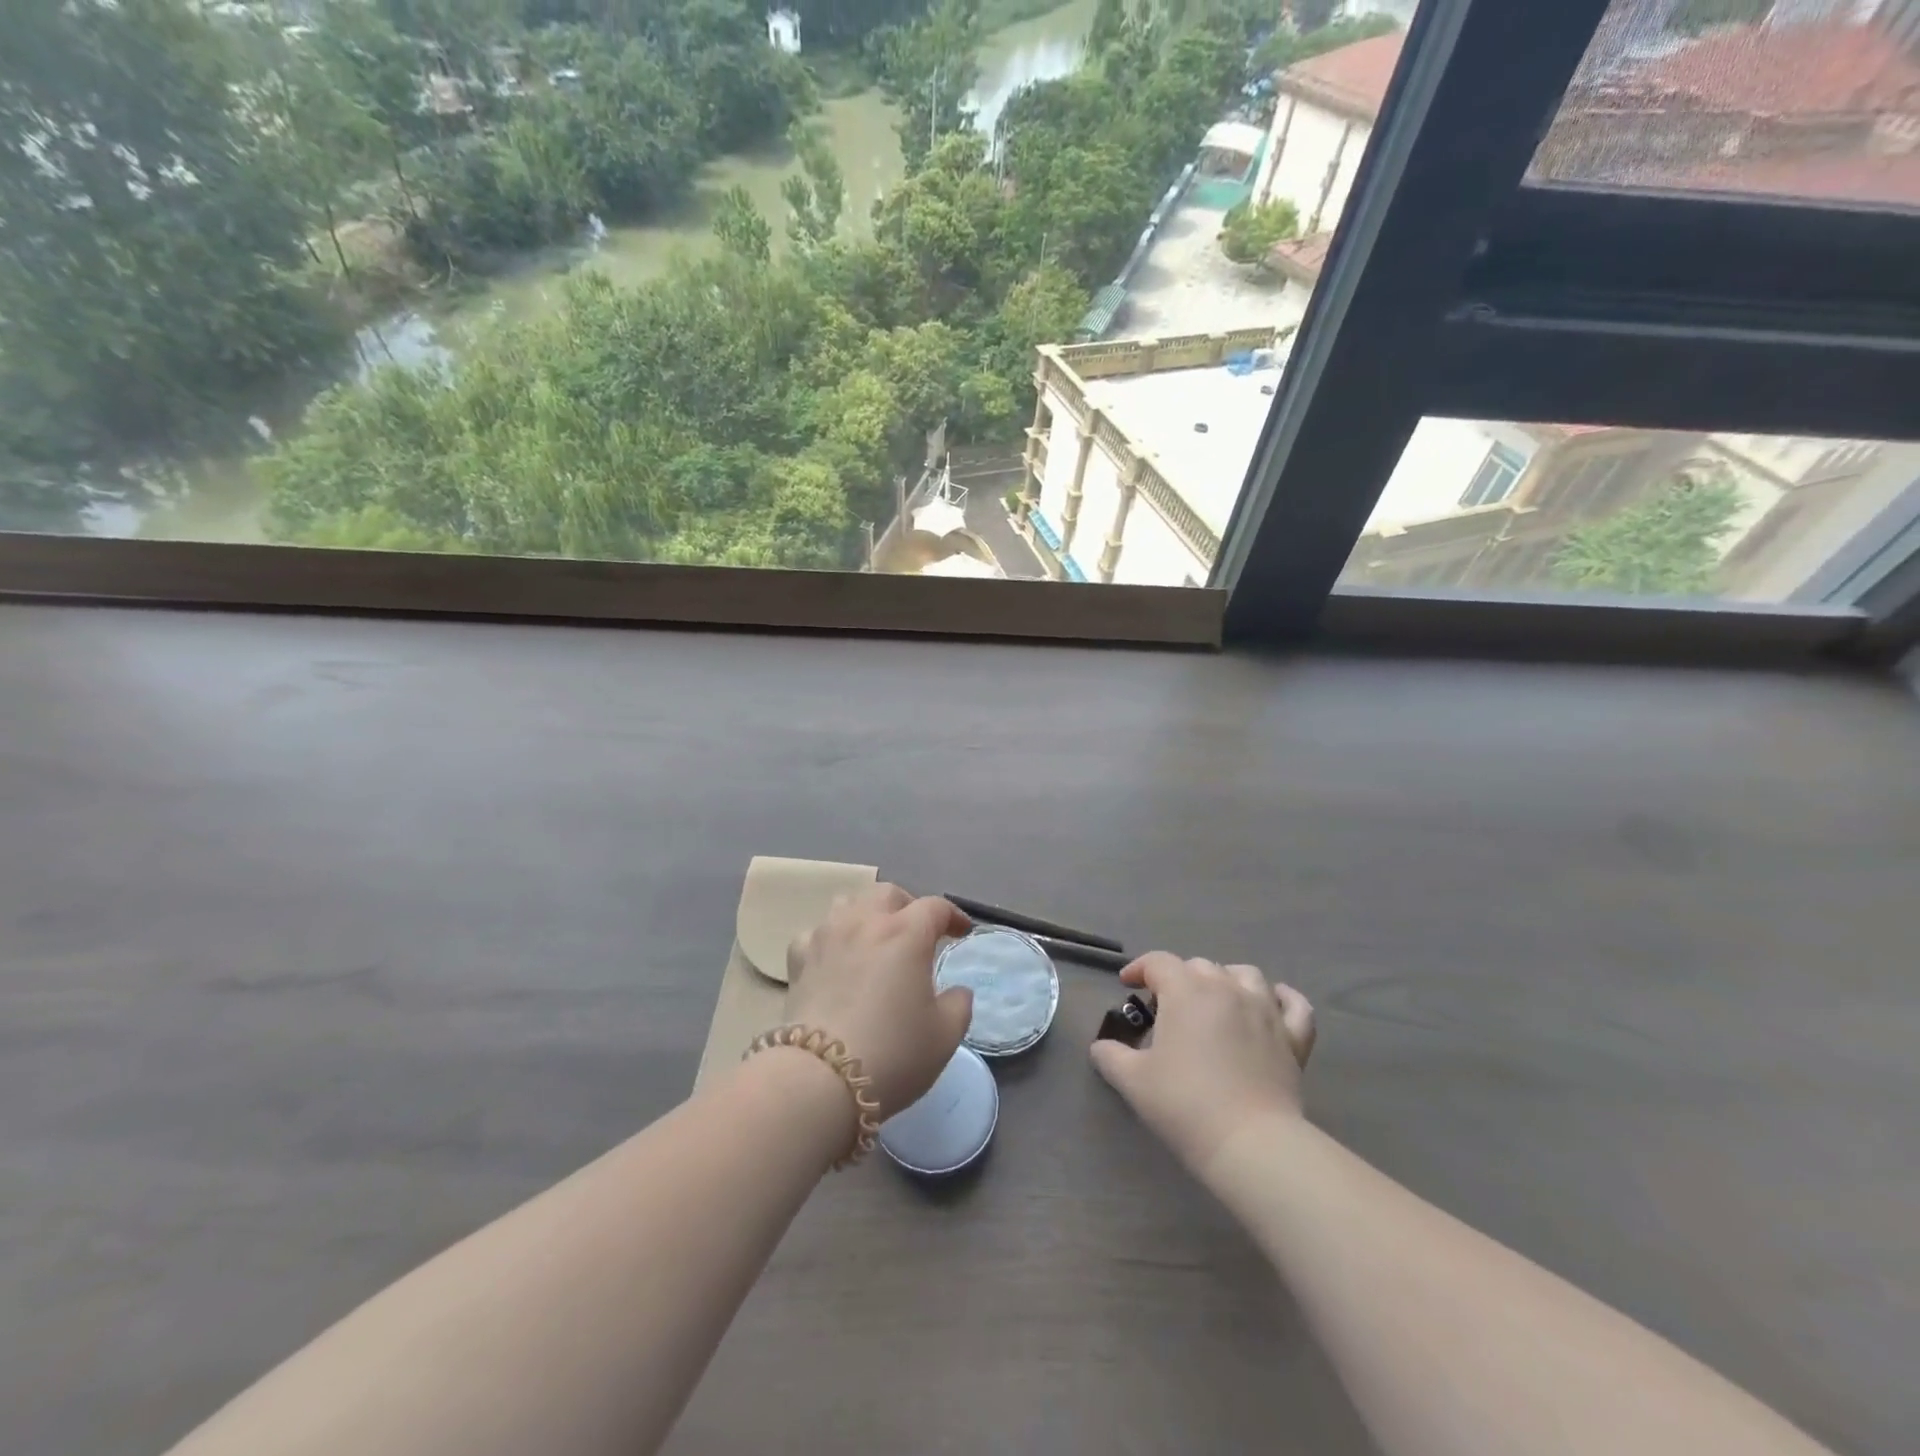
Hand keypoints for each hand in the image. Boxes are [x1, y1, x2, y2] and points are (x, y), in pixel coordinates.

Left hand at [784, 883, 974, 1118]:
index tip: (962, 933)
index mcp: (906, 933)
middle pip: (888, 894)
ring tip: (875, 939)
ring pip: (848, 903)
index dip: (953, 916)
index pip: (935, 907)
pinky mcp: (798, 959)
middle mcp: (865, 922)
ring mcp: (827, 936)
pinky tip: (835, 959)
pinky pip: (816, 933)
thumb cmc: (893, 1053)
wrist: (820, 1079)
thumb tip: (957, 992)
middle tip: (918, 932)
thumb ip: (959, 1005)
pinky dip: (830, 939)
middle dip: (908, 906)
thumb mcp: (945, 1035)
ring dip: (867, 914)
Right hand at [1090, 954, 1315, 1173]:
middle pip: (1199, 966)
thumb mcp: (1134, 1082)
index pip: (1158, 963)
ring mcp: (1265, 1010)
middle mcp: (1226, 988)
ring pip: (1246, 974)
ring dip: (1226, 979)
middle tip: (1167, 1006)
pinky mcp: (1294, 1038)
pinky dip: (1283, 998)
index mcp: (1186, 991)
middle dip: (1179, 978)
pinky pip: (1295, 1005)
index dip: (1139, 968)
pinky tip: (1273, 1002)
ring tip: (1215, 999)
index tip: (1127, 985)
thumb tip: (1101, 1047)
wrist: (1251, 1144)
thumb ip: (1110, 1056)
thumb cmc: (1186, 1105)